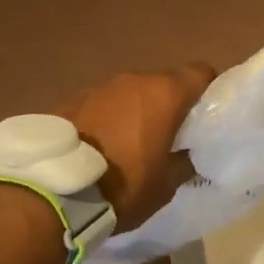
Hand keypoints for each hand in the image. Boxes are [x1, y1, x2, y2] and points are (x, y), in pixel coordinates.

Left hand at [60, 63, 215, 227]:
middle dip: (169, 105)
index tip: (206, 115)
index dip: (208, 89)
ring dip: (136, 111)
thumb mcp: (166, 184)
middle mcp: (133, 80)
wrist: (54, 191)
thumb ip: (183, 162)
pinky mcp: (71, 100)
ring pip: (131, 93)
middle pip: (163, 83)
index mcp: (164, 94)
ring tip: (130, 143)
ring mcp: (99, 87)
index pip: (200, 72)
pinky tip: (101, 146)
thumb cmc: (124, 185)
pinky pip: (102, 104)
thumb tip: (187, 155)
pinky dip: (108, 118)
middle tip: (170, 136)